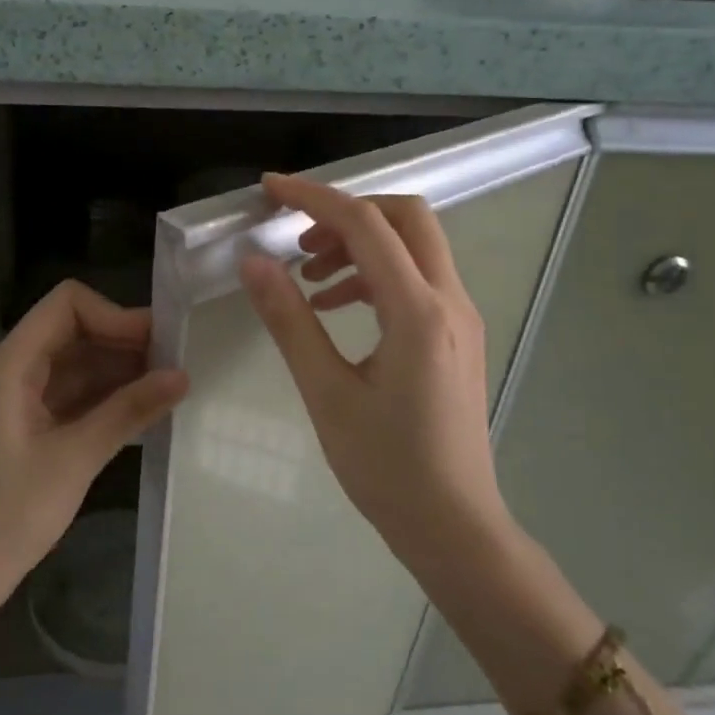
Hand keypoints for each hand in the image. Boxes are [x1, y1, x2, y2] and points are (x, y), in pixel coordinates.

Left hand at [0, 281, 188, 620]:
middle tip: (178, 363)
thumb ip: (128, 411)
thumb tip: (182, 375)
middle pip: (75, 330)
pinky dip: (107, 397)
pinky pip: (74, 395)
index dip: (114, 315)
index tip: (158, 344)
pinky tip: (145, 410)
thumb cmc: (7, 516)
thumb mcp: (74, 459)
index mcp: (10, 365)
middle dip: (125, 342)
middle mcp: (13, 370)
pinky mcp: (29, 426)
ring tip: (171, 386)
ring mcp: (20, 398)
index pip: (67, 305)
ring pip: (78, 363)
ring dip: (121, 370)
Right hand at [238, 172, 511, 579]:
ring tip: (308, 279)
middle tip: (299, 240)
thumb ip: (290, 320)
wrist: (453, 524)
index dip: (314, 198)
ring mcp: (460, 317)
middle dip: (348, 213)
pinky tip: (335, 307)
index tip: (270, 190)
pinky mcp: (456, 336)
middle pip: (406, 218)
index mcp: (418, 312)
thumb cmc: (386, 467)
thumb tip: (254, 262)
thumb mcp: (326, 393)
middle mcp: (450, 301)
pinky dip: (375, 275)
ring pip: (414, 247)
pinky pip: (417, 280)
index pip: (366, 225)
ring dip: (361, 245)